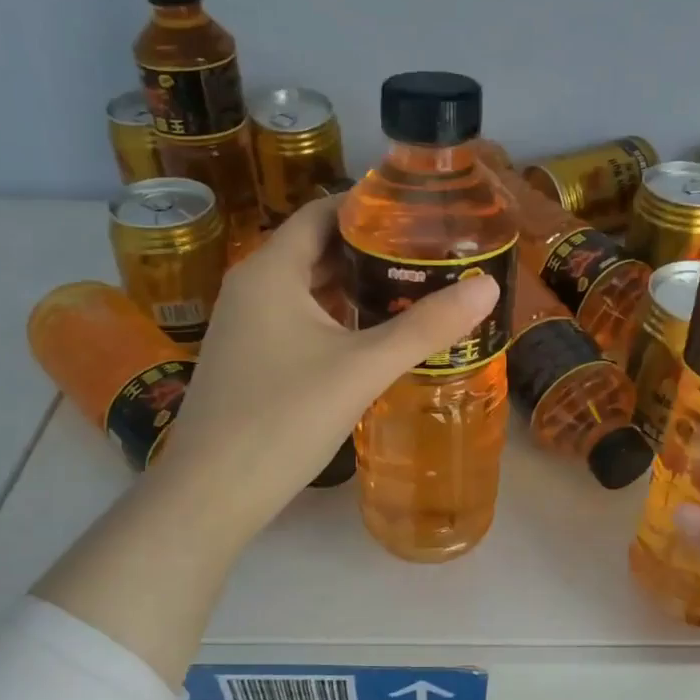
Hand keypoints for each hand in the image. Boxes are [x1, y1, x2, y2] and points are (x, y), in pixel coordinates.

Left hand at [151, 196, 498, 542]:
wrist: (210, 493)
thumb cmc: (283, 418)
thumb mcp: (362, 368)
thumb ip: (425, 327)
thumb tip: (488, 288)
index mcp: (271, 271)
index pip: (322, 212)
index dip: (369, 206)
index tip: (420, 212)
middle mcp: (251, 287)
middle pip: (316, 249)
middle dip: (370, 249)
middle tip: (428, 254)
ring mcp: (245, 326)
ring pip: (307, 289)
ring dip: (354, 287)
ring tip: (411, 290)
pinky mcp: (249, 360)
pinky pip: (297, 320)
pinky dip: (335, 318)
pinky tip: (370, 338)